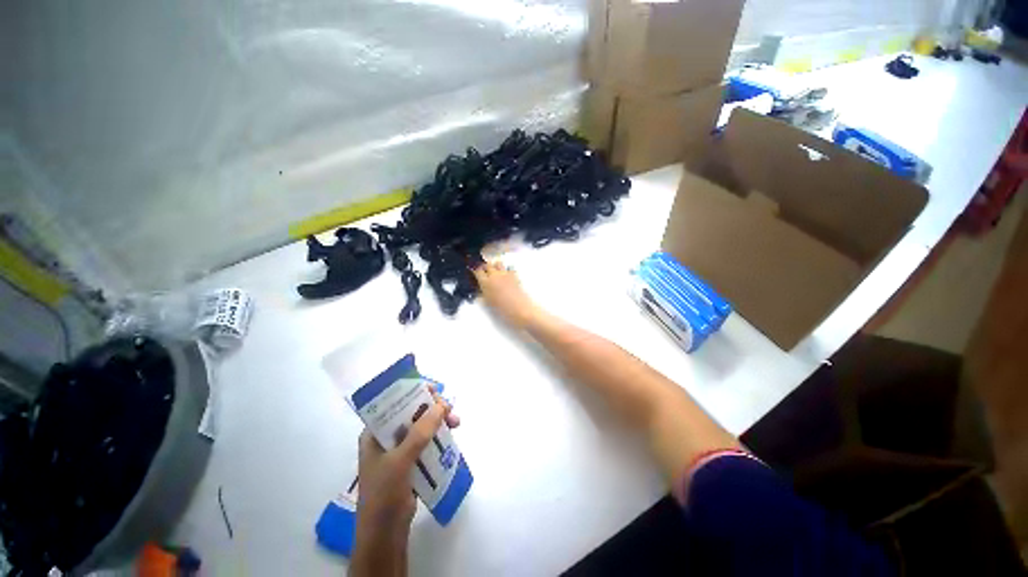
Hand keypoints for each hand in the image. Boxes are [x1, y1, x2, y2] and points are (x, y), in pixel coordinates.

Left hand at [351, 388, 457, 575]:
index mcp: (374, 433)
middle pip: (411, 412)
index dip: (413, 392)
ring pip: (422, 426)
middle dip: (432, 408)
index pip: (393, 403)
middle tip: (450, 409)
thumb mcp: (401, 460)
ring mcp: (399, 449)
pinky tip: (451, 434)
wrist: (386, 533)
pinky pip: (427, 440)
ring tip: (456, 423)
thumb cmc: (384, 494)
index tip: (434, 390)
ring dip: (439, 421)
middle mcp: (386, 437)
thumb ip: (420, 432)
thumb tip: (442, 405)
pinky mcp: (411, 460)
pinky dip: (439, 435)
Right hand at [472, 261, 539, 328]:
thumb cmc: (503, 310)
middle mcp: (495, 275)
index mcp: (486, 282)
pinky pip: (509, 268)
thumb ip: (483, 295)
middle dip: (485, 267)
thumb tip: (480, 290)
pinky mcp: (515, 276)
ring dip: (495, 266)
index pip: (477, 271)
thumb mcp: (488, 304)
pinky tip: (506, 276)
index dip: (474, 270)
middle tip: (484, 272)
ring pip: (498, 263)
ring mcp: (506, 274)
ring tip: (495, 272)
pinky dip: (506, 269)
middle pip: (488, 264)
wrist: (522, 310)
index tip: (473, 271)